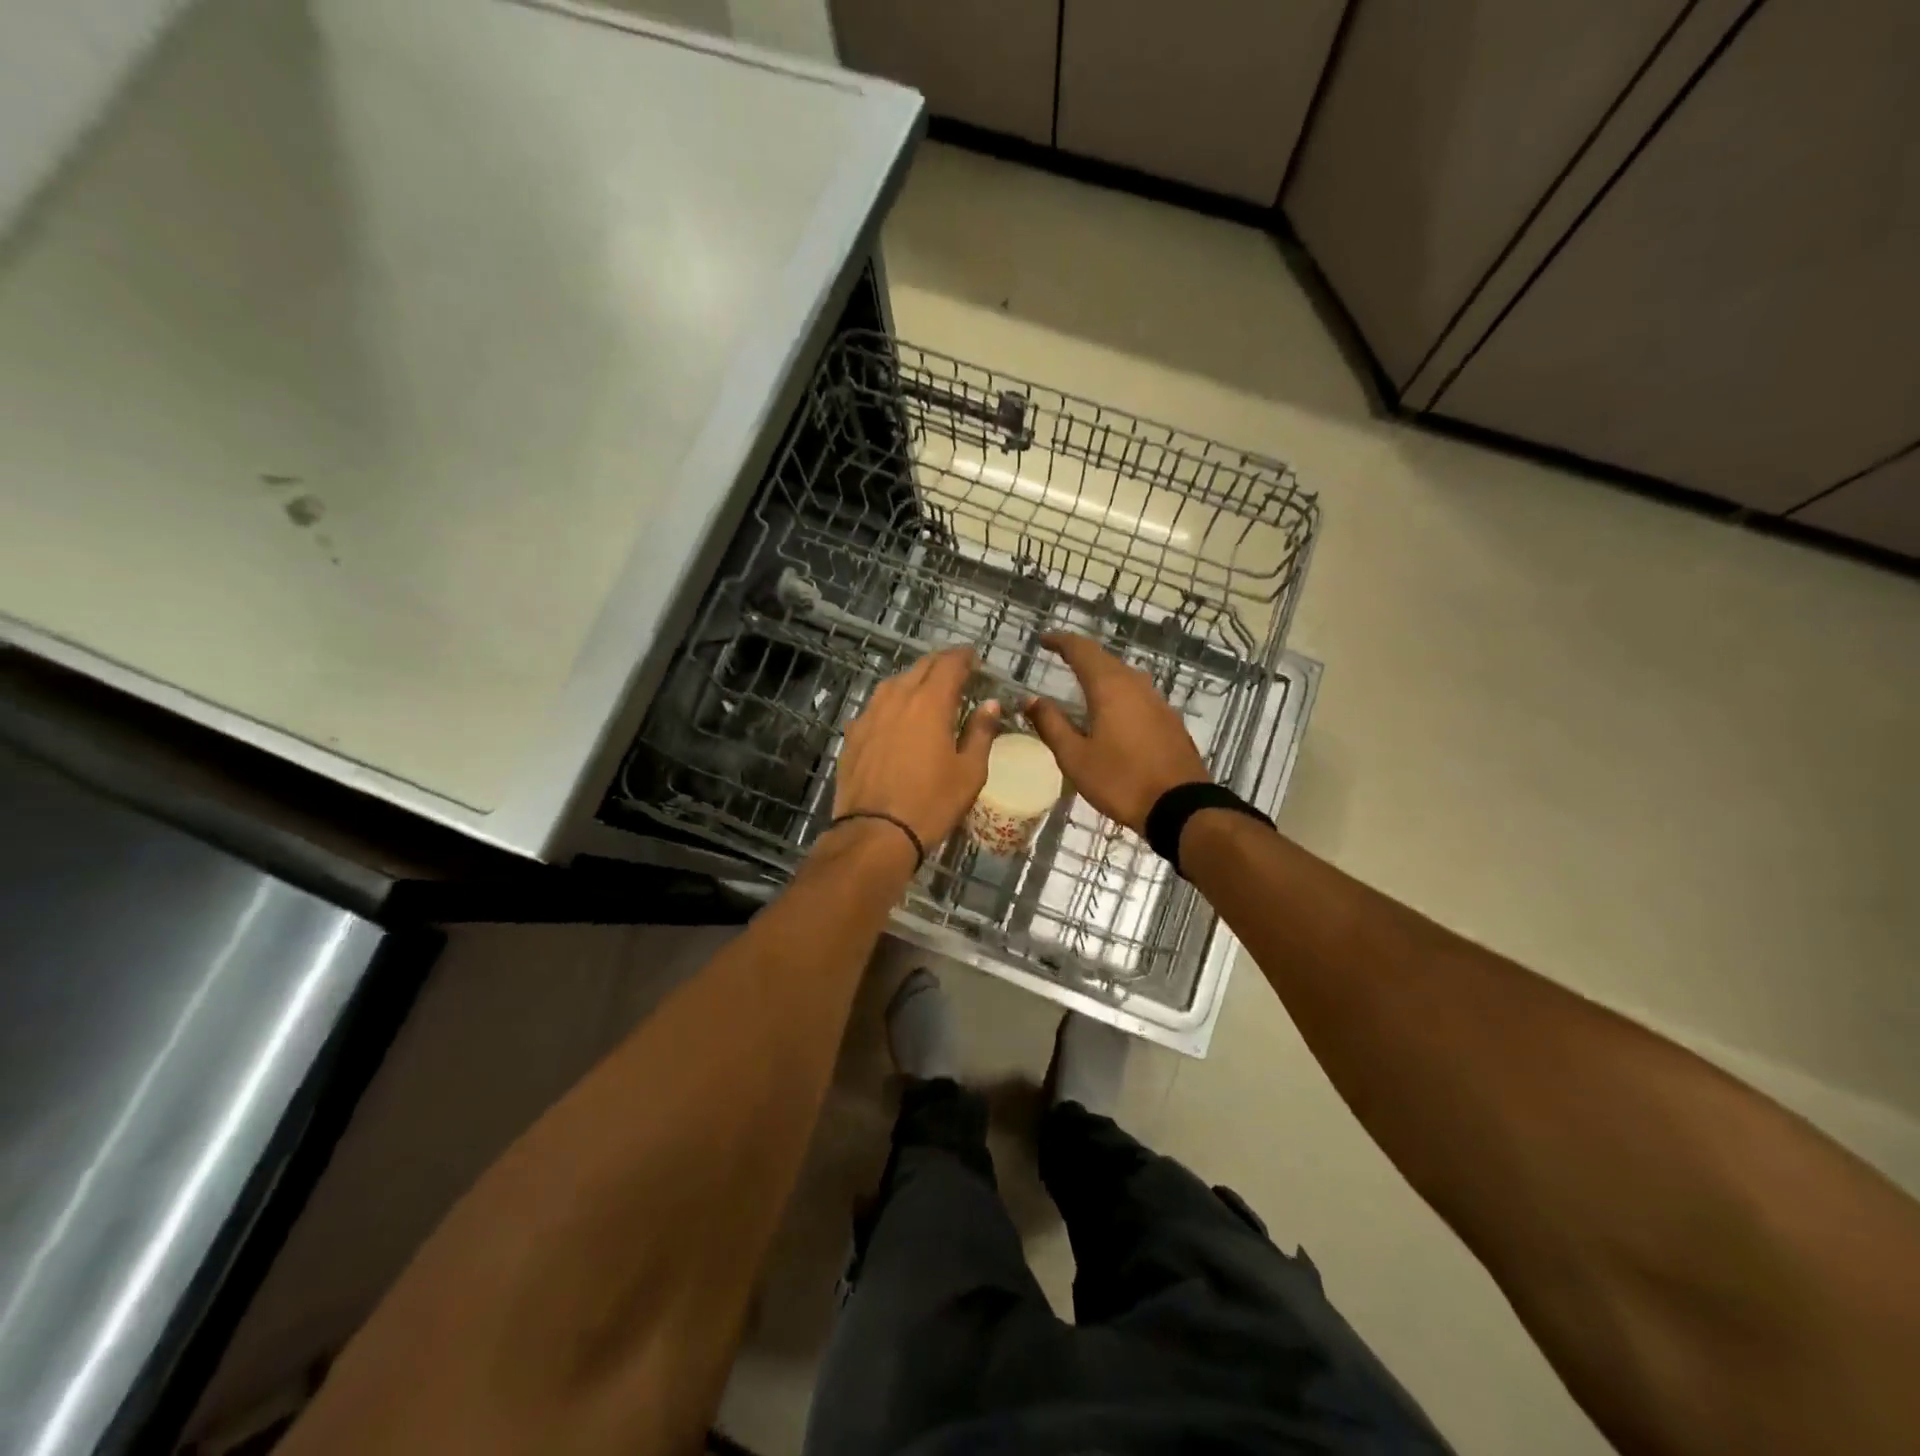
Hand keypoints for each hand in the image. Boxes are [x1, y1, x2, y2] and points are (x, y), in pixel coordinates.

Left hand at [833, 649, 998, 857]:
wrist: (875, 833)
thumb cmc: (931, 803)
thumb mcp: (970, 772)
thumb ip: (981, 732)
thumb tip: (990, 704)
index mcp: (930, 702)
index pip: (949, 663)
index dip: (964, 657)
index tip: (975, 659)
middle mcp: (897, 698)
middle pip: (920, 667)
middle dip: (941, 664)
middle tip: (957, 673)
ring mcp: (870, 714)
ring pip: (894, 683)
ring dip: (915, 681)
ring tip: (928, 693)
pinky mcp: (853, 734)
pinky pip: (876, 706)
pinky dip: (893, 704)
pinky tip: (898, 719)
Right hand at [1025, 633, 1208, 833]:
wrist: (1180, 807)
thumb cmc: (1120, 780)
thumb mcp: (1075, 757)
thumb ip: (1051, 724)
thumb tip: (1031, 699)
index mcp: (1110, 688)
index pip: (1082, 650)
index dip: (1061, 641)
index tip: (1044, 640)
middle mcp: (1136, 686)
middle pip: (1106, 660)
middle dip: (1082, 657)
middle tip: (1061, 660)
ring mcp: (1158, 702)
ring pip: (1126, 677)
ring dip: (1103, 675)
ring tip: (1084, 687)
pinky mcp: (1170, 721)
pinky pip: (1139, 696)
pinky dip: (1120, 694)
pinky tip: (1113, 713)